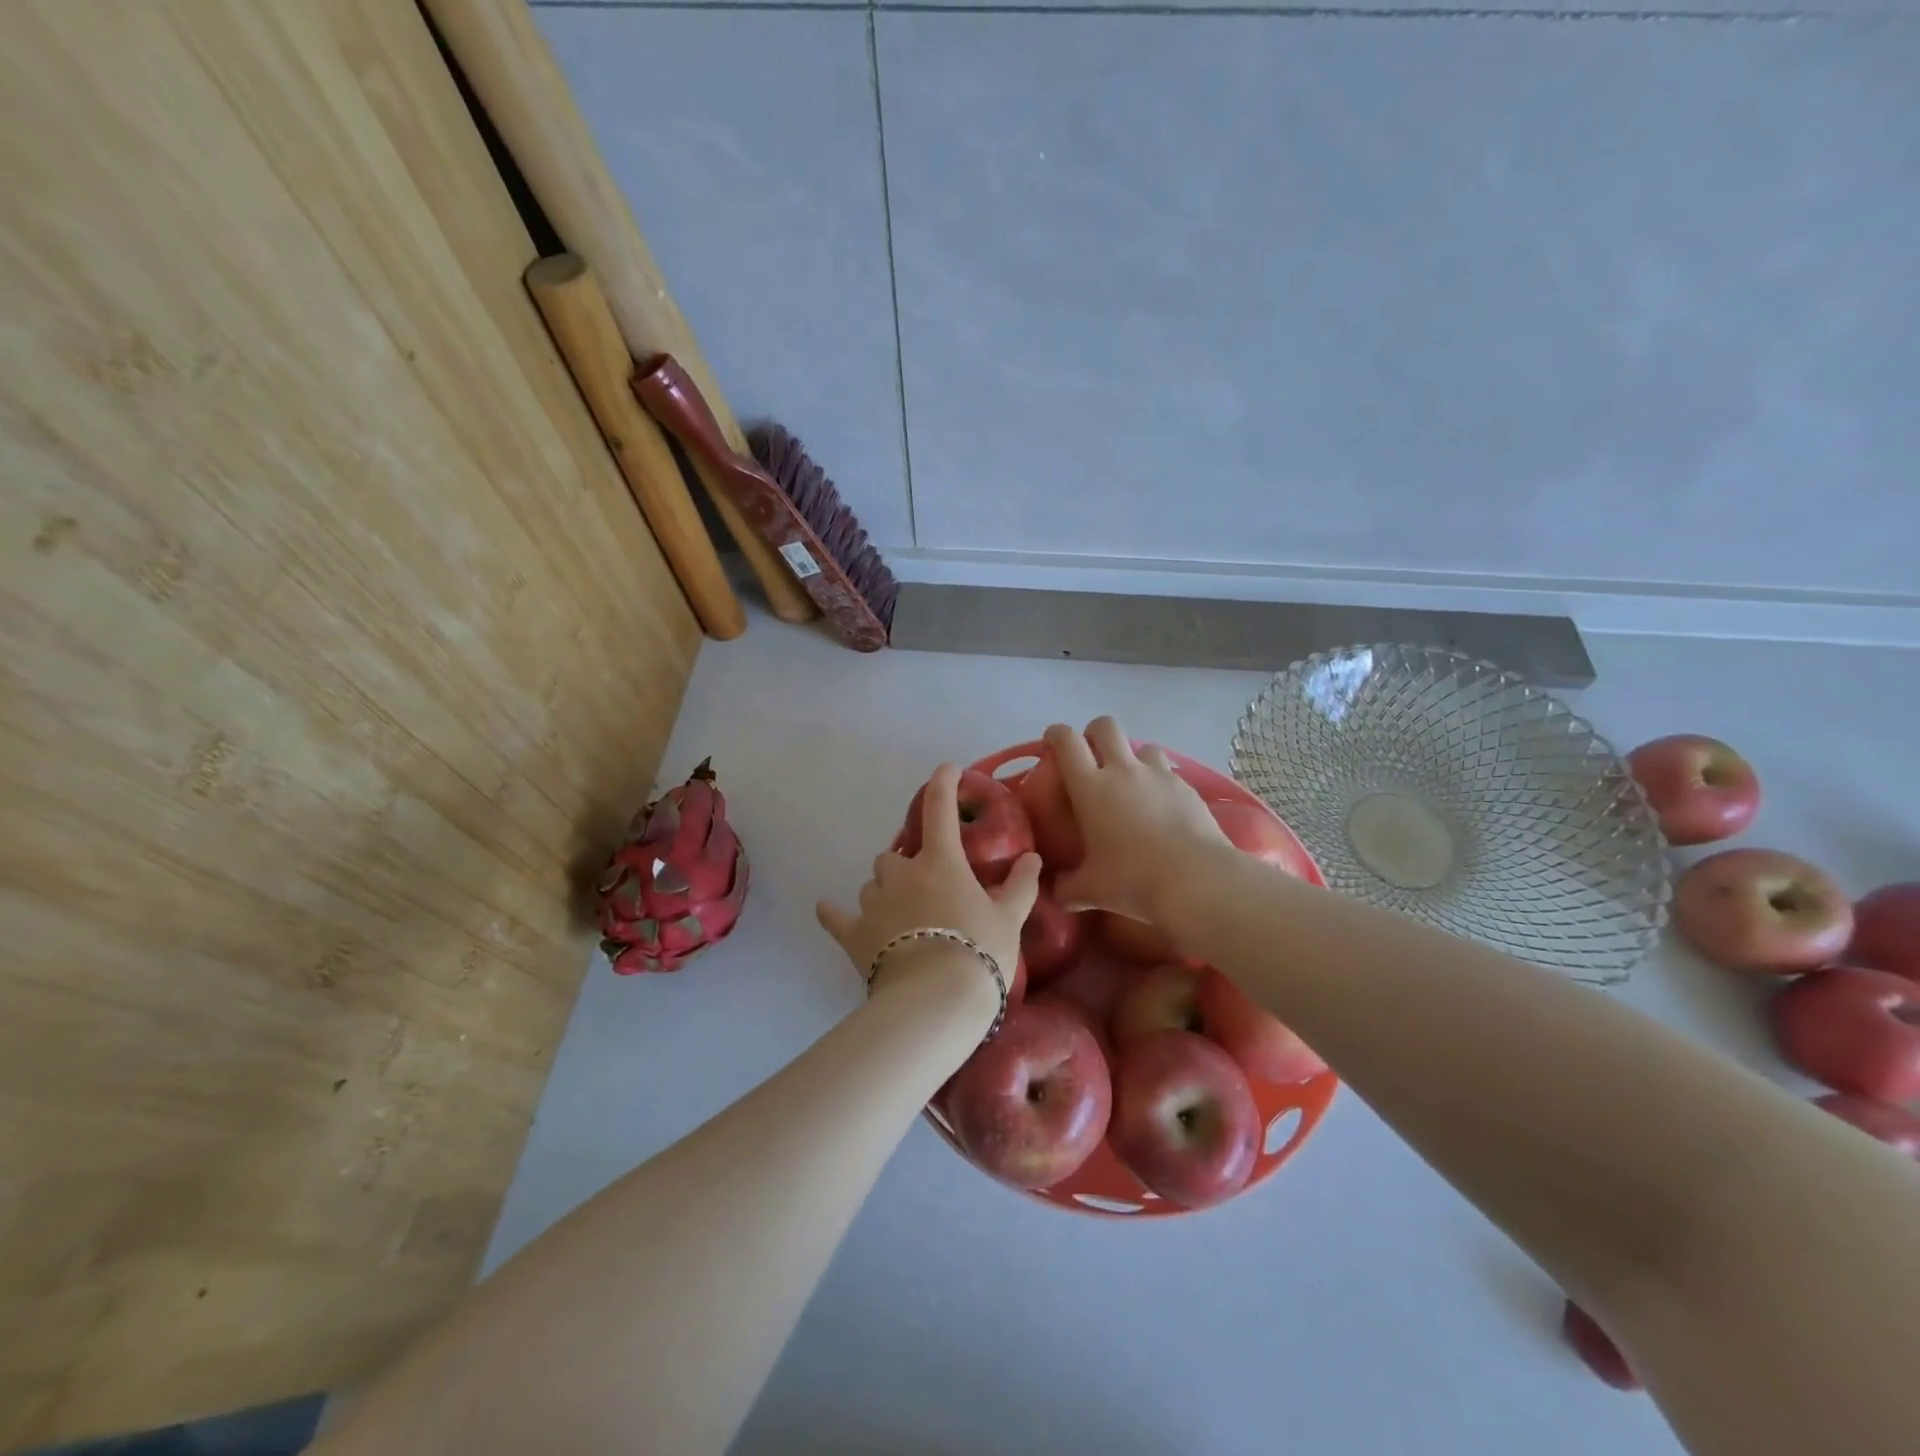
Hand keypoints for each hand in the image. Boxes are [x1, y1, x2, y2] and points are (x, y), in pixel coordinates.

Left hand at [817, 763, 1040, 1001]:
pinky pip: (836, 917)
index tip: (947, 770)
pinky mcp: (853, 934)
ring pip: (873, 884)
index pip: (940, 811)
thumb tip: (1033, 858)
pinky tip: (826, 909)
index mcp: (940, 863)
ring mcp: (873, 903)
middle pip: (895, 856)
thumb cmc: (979, 952)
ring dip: (885, 891)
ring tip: (902, 915)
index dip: (943, 785)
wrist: (936, 1001)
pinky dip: (833, 913)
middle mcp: (901, 873)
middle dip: (907, 866)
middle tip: (927, 888)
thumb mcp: (1009, 919)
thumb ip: (1020, 885)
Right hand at [1046, 717, 1226, 921]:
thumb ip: (1065, 888)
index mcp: (1091, 787)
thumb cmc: (1133, 880)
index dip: (1056, 734)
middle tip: (1092, 756)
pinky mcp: (1187, 788)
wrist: (1196, 881)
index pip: (1067, 741)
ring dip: (1133, 758)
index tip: (1052, 741)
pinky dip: (1159, 783)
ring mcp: (1159, 775)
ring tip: (1132, 784)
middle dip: (1095, 733)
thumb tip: (1052, 890)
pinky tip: (1161, 808)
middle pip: (1106, 726)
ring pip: (1143, 747)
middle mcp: (1123, 771)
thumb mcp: (1089, 891)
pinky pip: (1168, 773)